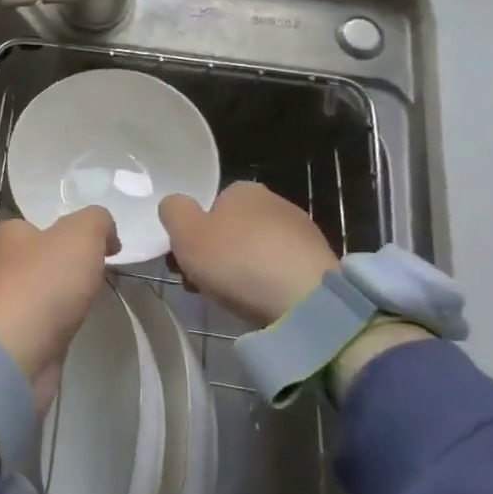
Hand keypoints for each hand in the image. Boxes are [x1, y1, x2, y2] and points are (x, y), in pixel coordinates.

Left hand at [0, 207, 117, 411]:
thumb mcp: (82, 233)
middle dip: (69, 266)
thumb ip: (98, 221)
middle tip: (98, 275)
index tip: (101, 249)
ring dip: (63, 296)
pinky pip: (41, 321)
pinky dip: (57, 323)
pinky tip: (72, 327)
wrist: (16, 353)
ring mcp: (3, 302)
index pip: (40, 224)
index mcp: (8, 234)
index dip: (72, 233)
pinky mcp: (11, 336)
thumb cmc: (44, 283)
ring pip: (42, 291)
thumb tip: (107, 234)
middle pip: (42, 258)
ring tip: (88, 303)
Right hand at [159, 182, 336, 326]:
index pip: (209, 208)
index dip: (192, 235)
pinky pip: (279, 271)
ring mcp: (302, 233)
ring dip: (239, 272)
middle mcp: (275, 202)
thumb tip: (176, 206)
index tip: (184, 262)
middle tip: (200, 285)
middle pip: (231, 231)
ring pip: (255, 252)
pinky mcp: (319, 264)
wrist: (304, 301)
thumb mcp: (185, 232)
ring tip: (229, 299)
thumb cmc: (236, 259)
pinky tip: (261, 303)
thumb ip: (173, 211)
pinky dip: (267, 285)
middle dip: (214, 256)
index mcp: (243, 190)